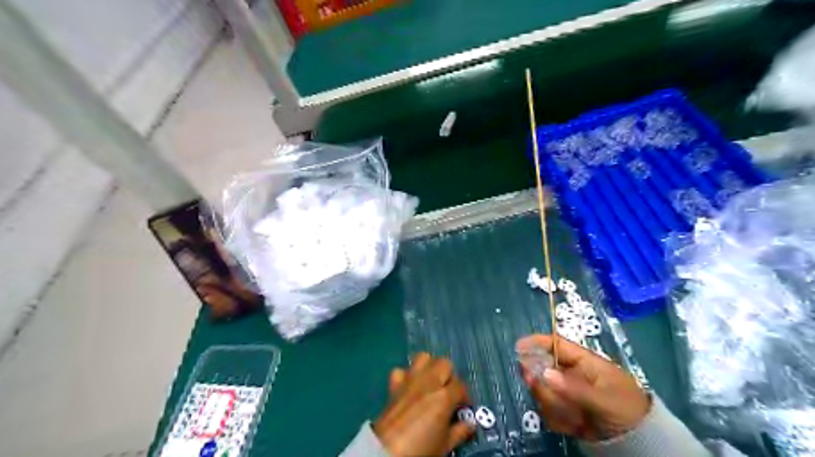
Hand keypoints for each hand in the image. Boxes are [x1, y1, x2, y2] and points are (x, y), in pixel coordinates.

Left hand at [375, 353, 478, 455]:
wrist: (387, 452)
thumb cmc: (420, 451)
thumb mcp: (445, 446)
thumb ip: (459, 432)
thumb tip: (470, 424)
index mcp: (444, 396)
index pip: (461, 386)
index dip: (465, 396)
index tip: (464, 407)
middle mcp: (428, 382)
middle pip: (444, 363)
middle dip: (449, 375)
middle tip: (449, 392)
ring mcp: (410, 381)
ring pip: (423, 358)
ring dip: (429, 367)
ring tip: (431, 383)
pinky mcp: (394, 385)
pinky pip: (401, 370)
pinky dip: (406, 375)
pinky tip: (410, 387)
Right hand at [518, 333, 652, 440]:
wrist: (643, 445)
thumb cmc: (628, 411)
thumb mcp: (605, 399)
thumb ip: (574, 387)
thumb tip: (543, 373)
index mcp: (584, 363)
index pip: (557, 345)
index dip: (537, 342)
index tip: (518, 347)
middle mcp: (572, 375)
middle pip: (544, 370)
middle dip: (543, 384)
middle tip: (540, 390)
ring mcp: (568, 394)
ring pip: (545, 392)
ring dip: (553, 405)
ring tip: (573, 418)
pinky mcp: (567, 412)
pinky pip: (550, 411)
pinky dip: (557, 420)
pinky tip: (574, 427)